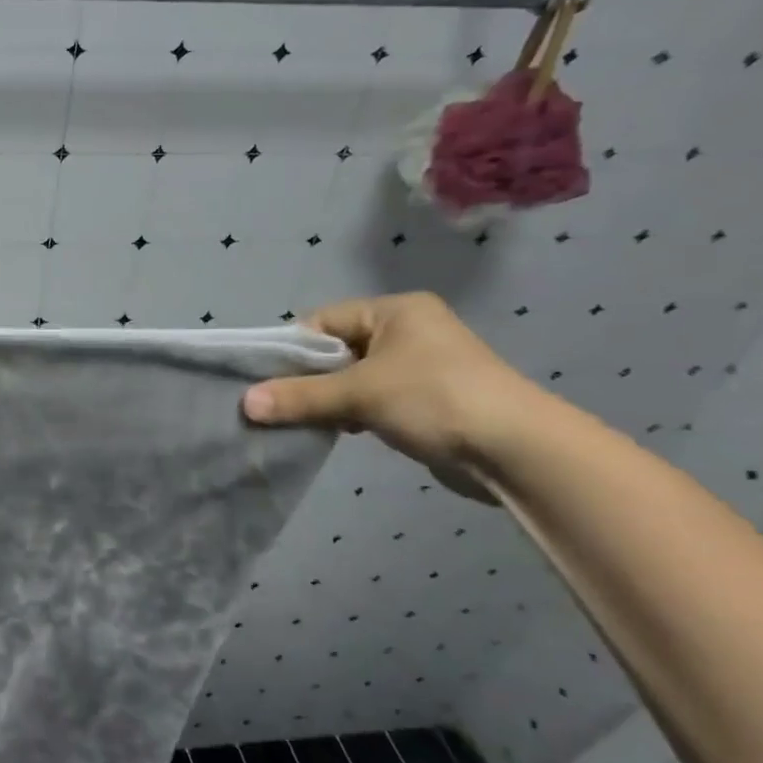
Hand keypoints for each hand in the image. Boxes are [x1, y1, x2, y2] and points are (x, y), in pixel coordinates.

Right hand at [242, 292, 542, 501]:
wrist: (517, 451)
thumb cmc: (434, 399)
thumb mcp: (359, 394)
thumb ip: (300, 397)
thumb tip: (245, 404)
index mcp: (395, 311)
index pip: (324, 321)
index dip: (293, 349)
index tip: (267, 380)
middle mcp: (408, 330)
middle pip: (337, 350)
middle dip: (308, 378)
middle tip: (278, 404)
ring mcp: (419, 366)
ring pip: (353, 377)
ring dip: (329, 399)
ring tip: (304, 421)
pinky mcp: (426, 399)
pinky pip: (373, 399)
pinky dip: (352, 413)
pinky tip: (339, 431)